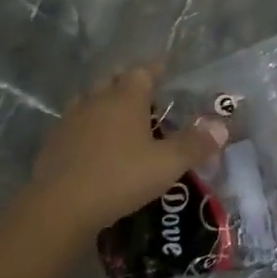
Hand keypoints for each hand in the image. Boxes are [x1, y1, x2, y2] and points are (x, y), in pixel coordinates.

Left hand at [23, 65, 227, 235]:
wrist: (60, 206)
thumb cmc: (120, 178)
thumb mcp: (167, 164)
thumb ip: (195, 145)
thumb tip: (222, 126)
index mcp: (125, 98)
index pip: (142, 72)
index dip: (154, 70)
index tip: (165, 71)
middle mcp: (96, 100)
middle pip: (113, 82)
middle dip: (128, 85)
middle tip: (145, 99)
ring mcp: (70, 120)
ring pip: (90, 101)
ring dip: (104, 104)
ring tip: (119, 120)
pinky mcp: (53, 143)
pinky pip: (75, 124)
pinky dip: (87, 128)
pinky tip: (94, 146)